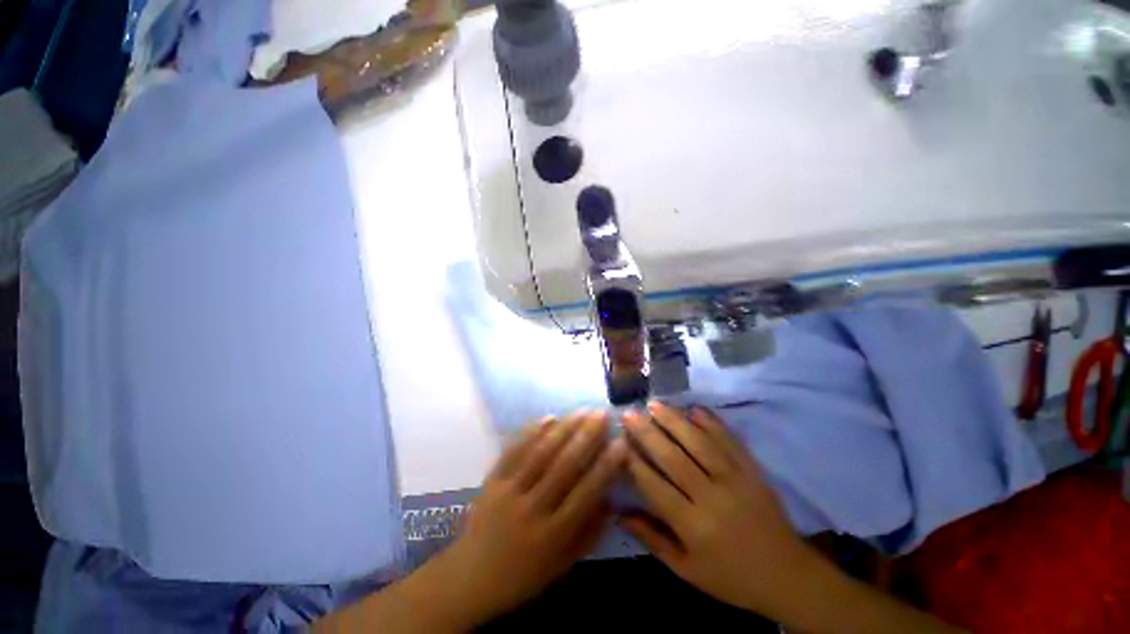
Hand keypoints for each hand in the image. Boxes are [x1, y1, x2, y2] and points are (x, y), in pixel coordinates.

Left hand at [422, 411, 627, 628]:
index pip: (586, 494)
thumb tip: (612, 499)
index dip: (606, 466)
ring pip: (541, 453)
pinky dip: (532, 432)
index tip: (621, 442)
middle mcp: (532, 509)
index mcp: (552, 535)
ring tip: (581, 410)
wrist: (470, 578)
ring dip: (564, 428)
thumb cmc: (523, 575)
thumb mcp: (562, 565)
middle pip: (564, 466)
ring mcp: (508, 492)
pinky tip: (549, 417)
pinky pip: (514, 451)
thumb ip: (589, 533)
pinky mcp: (492, 481)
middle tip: (602, 414)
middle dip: (587, 436)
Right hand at [618, 402, 816, 616]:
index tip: (619, 442)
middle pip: (674, 459)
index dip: (635, 462)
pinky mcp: (753, 471)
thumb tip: (617, 513)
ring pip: (700, 443)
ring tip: (654, 404)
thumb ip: (651, 538)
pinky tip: (694, 408)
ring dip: (675, 420)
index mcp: (693, 526)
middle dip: (648, 433)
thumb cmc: (729, 576)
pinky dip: (711, 422)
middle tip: (630, 414)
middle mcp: (712, 498)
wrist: (787, 575)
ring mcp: (736, 480)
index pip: (656, 486)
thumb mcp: (686, 569)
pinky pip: (730, 442)